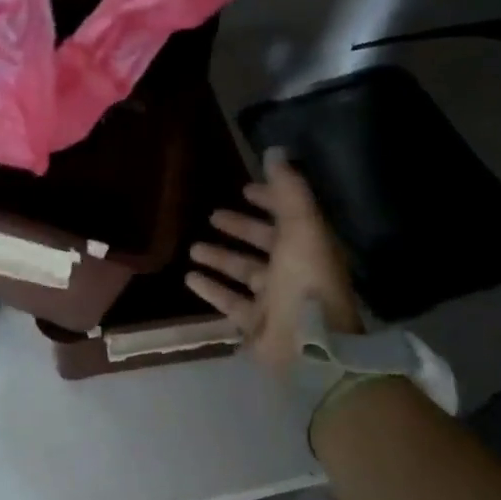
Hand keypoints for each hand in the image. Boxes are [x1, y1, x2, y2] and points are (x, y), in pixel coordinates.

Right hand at [186, 149, 360, 370]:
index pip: (289, 215)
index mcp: (309, 246)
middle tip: (213, 216)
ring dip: (221, 258)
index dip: (270, 199)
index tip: (245, 188)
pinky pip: (230, 302)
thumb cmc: (306, 284)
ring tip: (193, 247)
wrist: (311, 349)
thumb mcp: (301, 230)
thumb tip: (274, 150)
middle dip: (241, 228)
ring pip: (244, 273)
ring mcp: (275, 299)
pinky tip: (189, 278)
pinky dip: (211, 289)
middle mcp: (293, 271)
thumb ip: (288, 190)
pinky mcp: (257, 324)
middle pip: (264, 243)